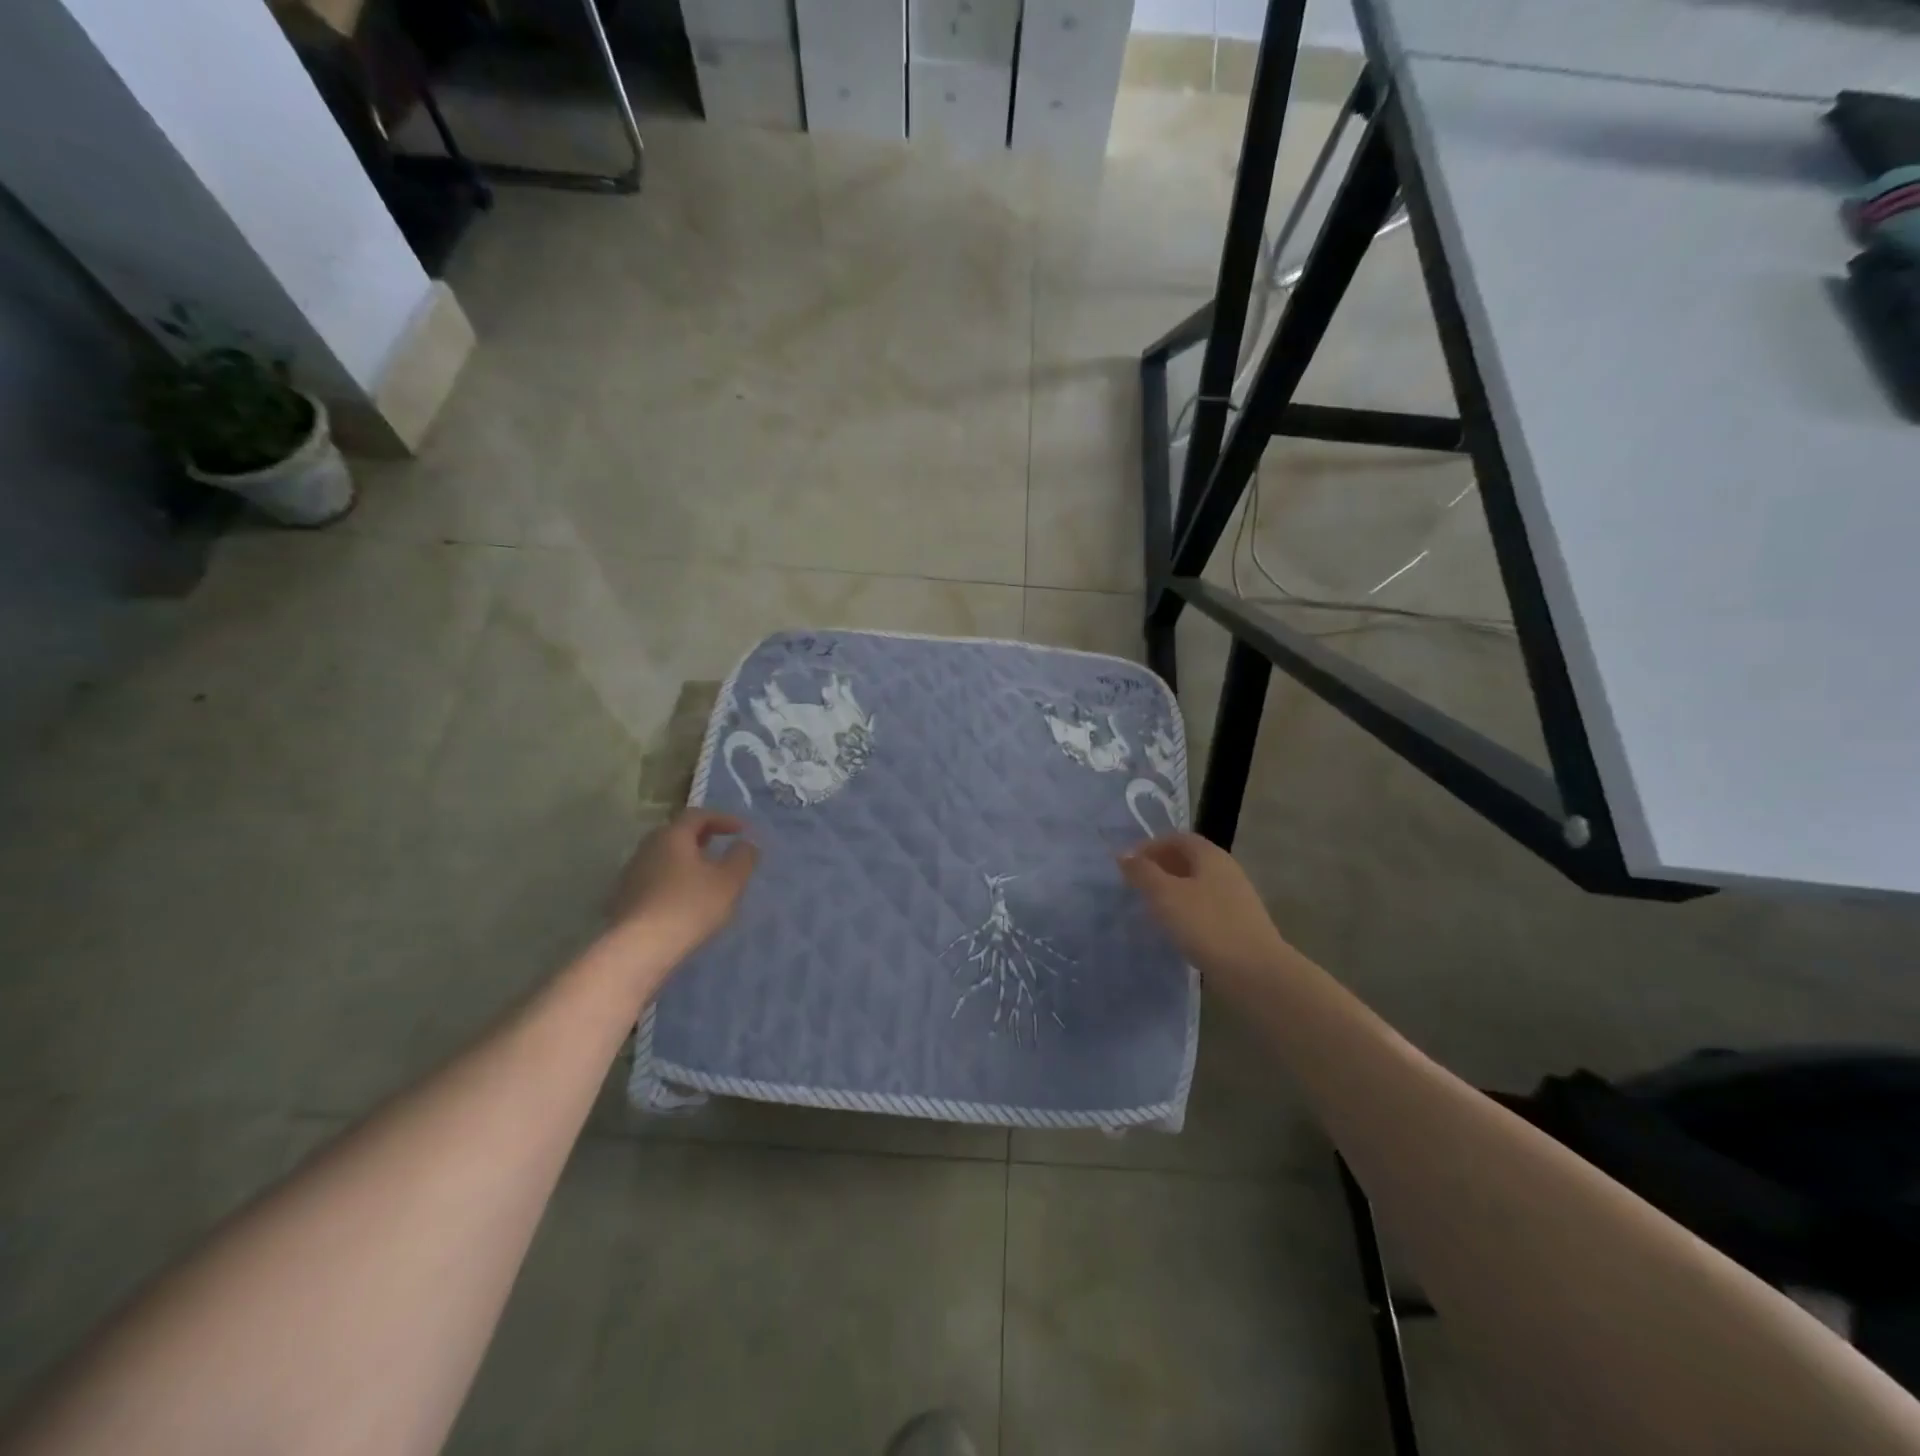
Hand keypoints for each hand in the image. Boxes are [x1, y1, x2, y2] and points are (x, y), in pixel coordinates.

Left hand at [608, 810, 759, 965]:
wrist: (639, 948)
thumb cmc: (690, 905)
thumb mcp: (730, 880)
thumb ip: (743, 857)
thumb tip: (746, 844)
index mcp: (672, 835)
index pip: (698, 815)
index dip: (723, 819)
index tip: (742, 831)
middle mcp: (647, 848)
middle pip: (677, 834)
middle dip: (701, 838)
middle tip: (720, 848)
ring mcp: (631, 874)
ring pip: (664, 858)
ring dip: (686, 862)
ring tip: (705, 878)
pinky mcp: (624, 900)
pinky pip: (655, 880)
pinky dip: (673, 882)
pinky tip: (684, 900)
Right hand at [1119, 832, 1290, 995]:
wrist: (1255, 972)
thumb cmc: (1206, 925)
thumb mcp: (1165, 895)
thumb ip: (1142, 872)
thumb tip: (1124, 855)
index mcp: (1210, 855)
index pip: (1177, 838)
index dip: (1150, 846)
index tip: (1128, 864)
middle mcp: (1226, 870)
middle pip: (1189, 860)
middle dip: (1160, 868)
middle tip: (1136, 885)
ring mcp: (1236, 898)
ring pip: (1197, 885)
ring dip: (1172, 891)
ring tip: (1150, 908)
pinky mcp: (1238, 924)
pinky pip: (1205, 908)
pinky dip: (1186, 911)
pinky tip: (1175, 929)